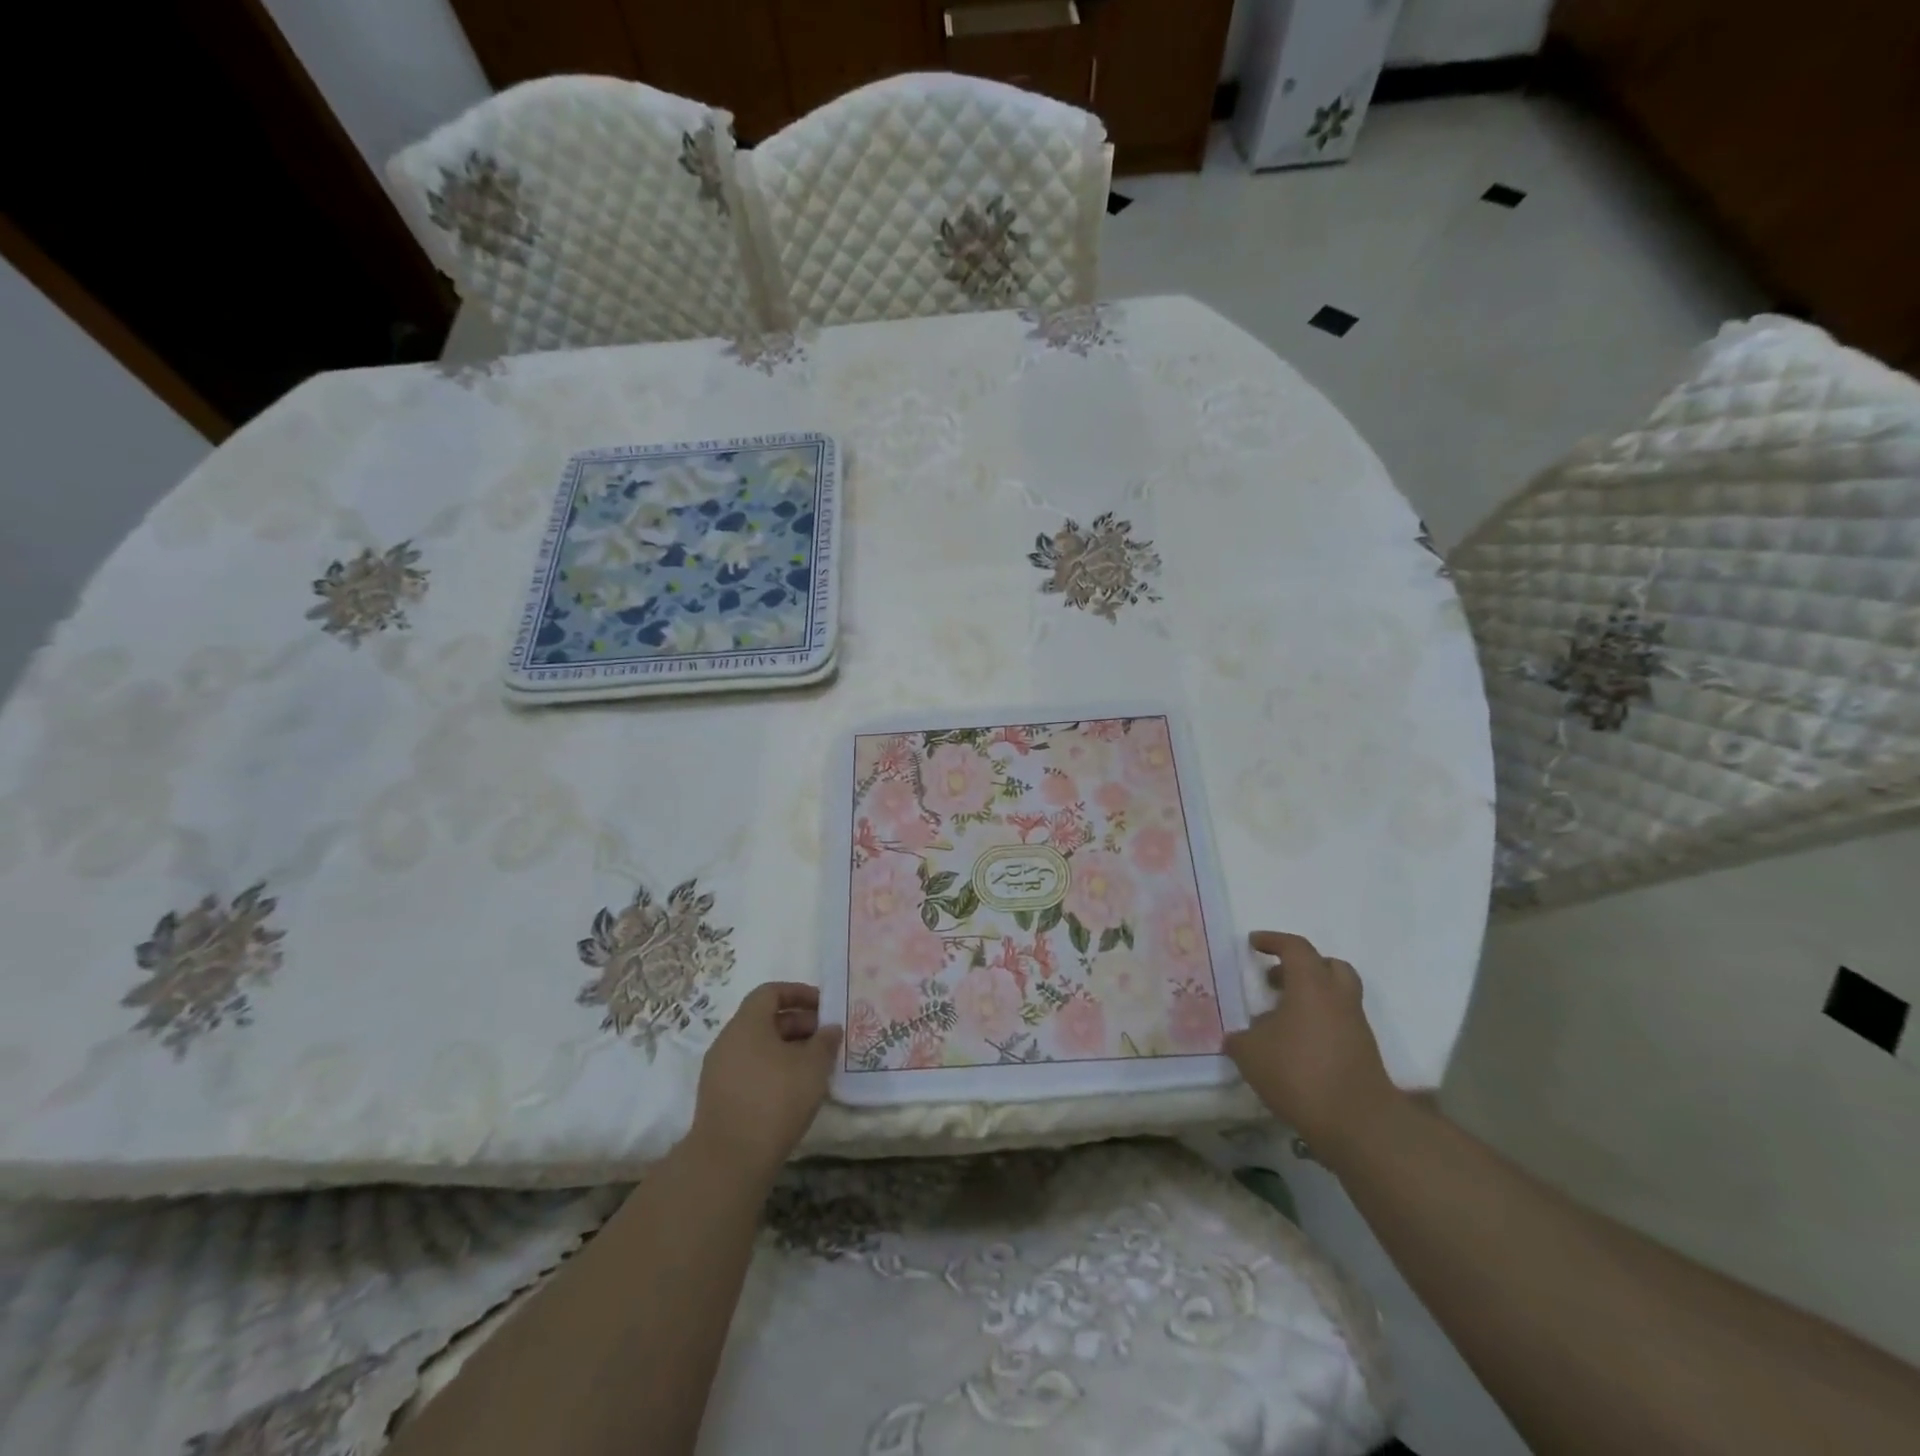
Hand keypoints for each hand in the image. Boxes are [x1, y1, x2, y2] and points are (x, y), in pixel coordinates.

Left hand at [689, 982, 842, 1183]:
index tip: (823, 1006)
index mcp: (747, 1024)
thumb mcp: (813, 1066)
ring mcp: (719, 1071)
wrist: (729, 1160)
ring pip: (758, 1047)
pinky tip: (793, 1090)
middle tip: (825, 1038)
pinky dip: (773, 1070)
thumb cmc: (775, 1099)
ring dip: (787, 1049)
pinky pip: (750, 1070)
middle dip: (798, 1024)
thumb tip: (831, 1028)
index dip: (798, 993)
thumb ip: (825, 1042)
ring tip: (814, 1066)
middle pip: (764, 1020)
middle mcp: (728, 1041)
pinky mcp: (719, 1098)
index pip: (770, 992)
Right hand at [1224, 931, 1399, 1159]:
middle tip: (1275, 978)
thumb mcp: (1251, 1054)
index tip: (1253, 943)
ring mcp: (1355, 1026)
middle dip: (1301, 966)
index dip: (1273, 941)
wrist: (1358, 1123)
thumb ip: (1241, 1039)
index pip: (1295, 948)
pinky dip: (1318, 1023)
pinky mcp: (1363, 1053)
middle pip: (1328, 966)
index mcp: (1311, 985)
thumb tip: (1238, 1037)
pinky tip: (1294, 1045)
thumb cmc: (1299, 1073)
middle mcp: (1338, 998)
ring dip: (1310, 997)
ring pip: (1336, 996)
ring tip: (1279, 1017)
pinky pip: (1339, 1023)